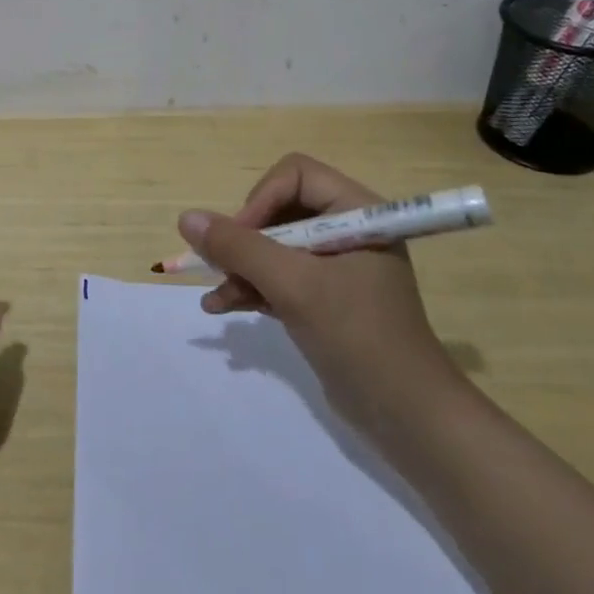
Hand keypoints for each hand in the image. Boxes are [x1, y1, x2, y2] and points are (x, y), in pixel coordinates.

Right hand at [179, 153, 458, 425]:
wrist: (407, 417)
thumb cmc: (358, 336)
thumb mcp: (294, 286)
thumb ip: (239, 248)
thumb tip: (187, 218)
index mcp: (357, 212)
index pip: (295, 175)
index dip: (261, 200)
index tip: (239, 238)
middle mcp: (348, 230)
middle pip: (279, 209)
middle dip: (244, 239)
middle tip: (220, 266)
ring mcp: (336, 266)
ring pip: (273, 246)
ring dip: (241, 267)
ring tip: (215, 296)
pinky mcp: (325, 298)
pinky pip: (279, 277)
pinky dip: (251, 288)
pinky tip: (222, 306)